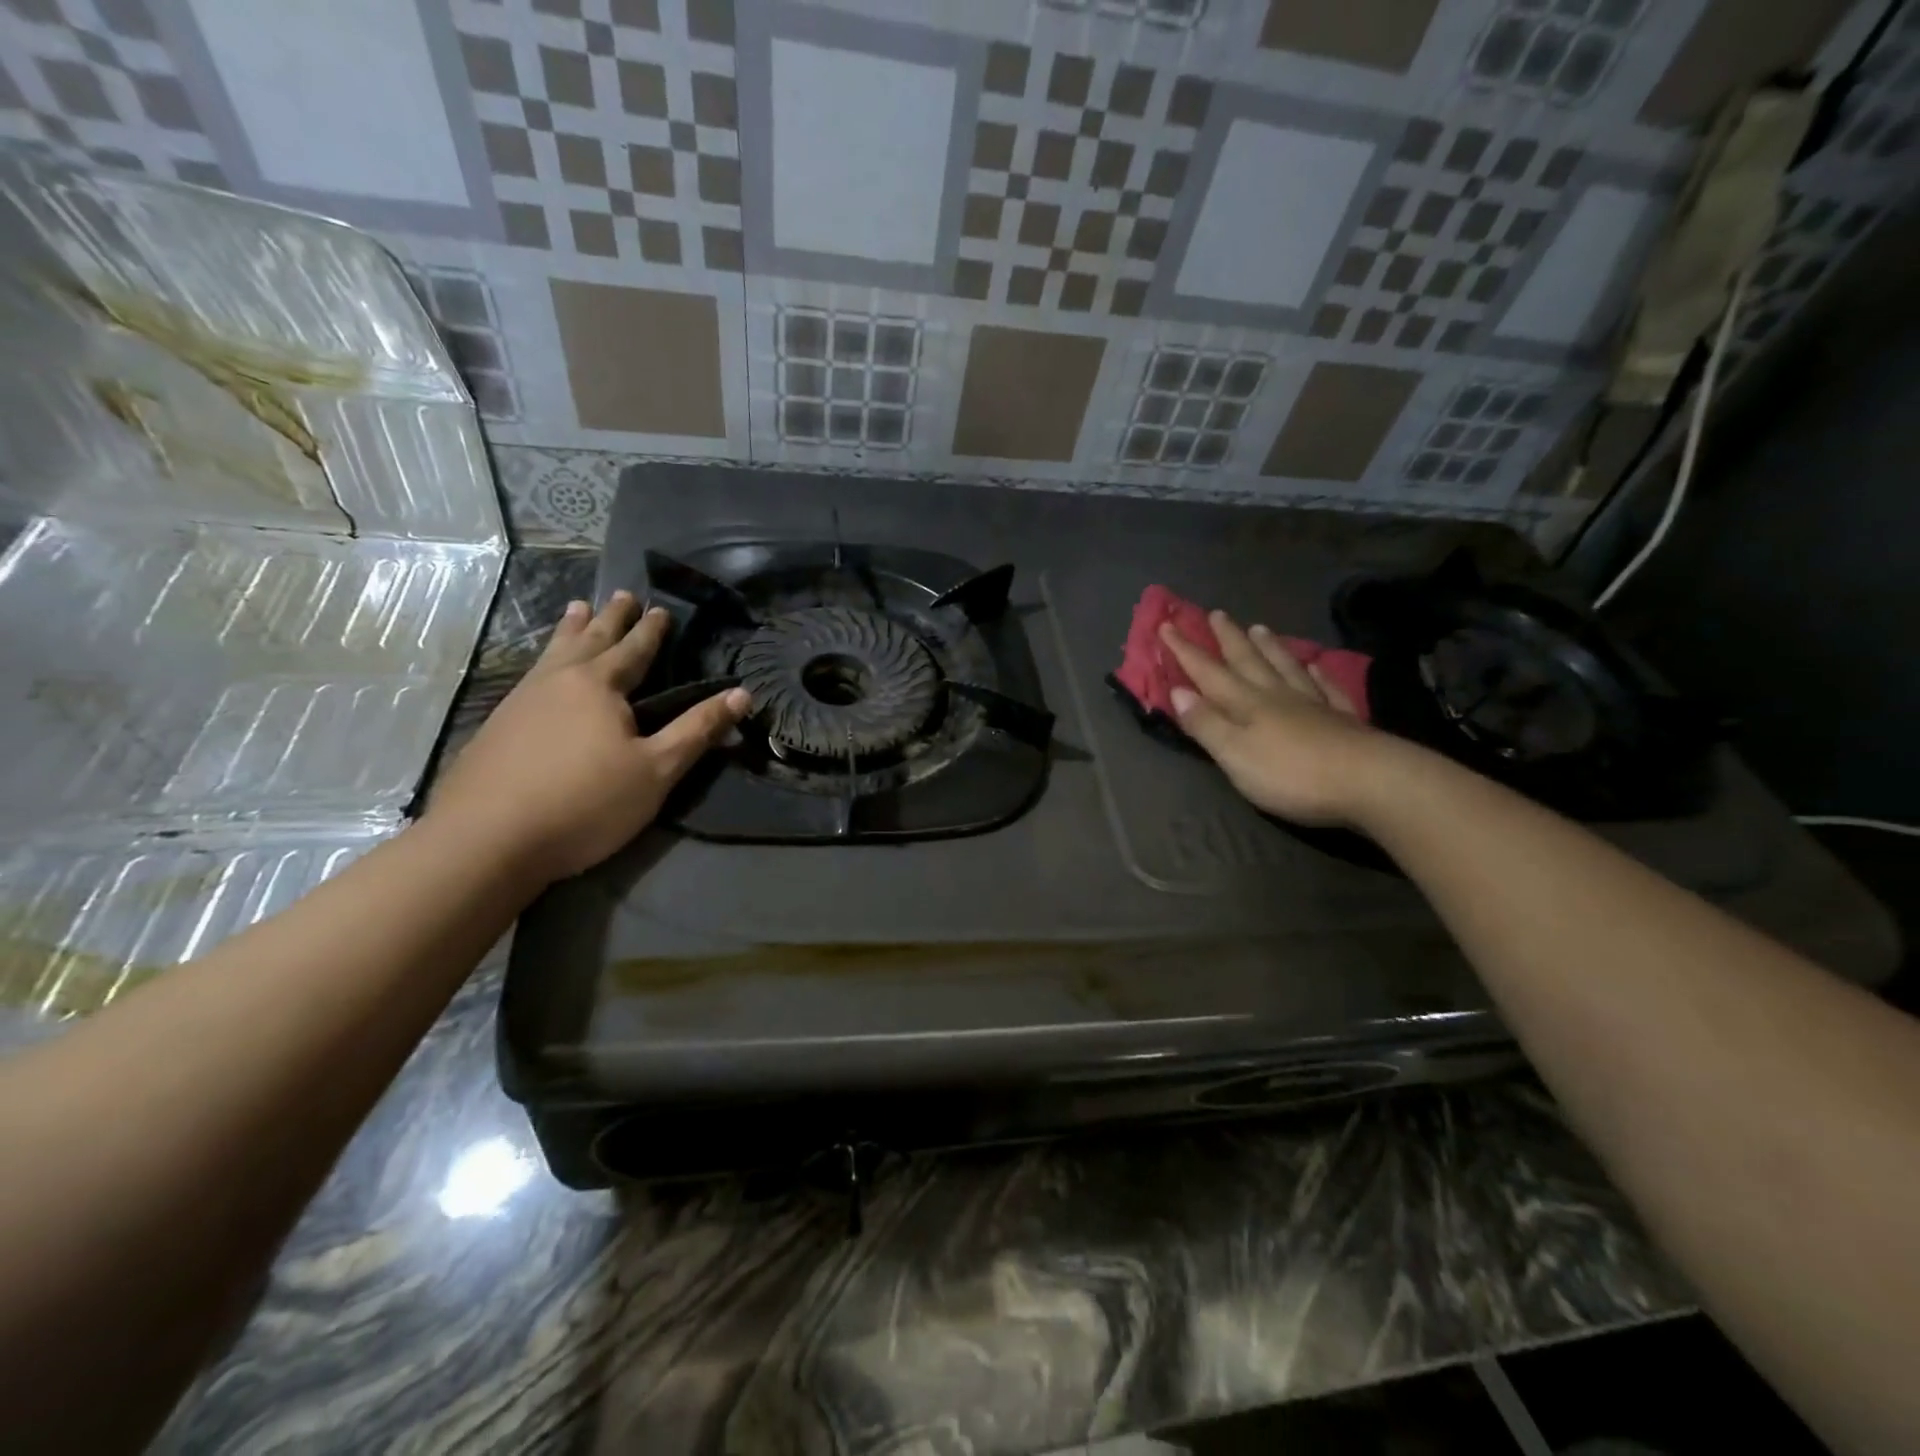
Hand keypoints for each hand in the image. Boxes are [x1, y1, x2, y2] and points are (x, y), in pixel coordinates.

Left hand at [427, 592, 749, 882]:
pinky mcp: (496, 726)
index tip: (660, 608)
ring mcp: (521, 701)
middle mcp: (558, 681)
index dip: (650, 631)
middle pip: (590, 640)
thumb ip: (698, 730)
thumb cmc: (586, 802)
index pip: (633, 650)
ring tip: (577, 609)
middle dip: (610, 618)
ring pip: (553, 653)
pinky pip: (530, 675)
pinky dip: (545, 659)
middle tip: (621, 594)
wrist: (487, 839)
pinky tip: (540, 670)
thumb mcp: (656, 770)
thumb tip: (742, 694)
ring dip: (570, 630)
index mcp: (599, 686)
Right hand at [1159, 611, 1387, 827]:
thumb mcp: (1235, 754)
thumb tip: (1178, 691)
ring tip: (1260, 628)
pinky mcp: (1344, 720)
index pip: (1208, 672)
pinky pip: (1327, 688)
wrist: (1370, 782)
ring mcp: (1314, 705)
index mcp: (1246, 704)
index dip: (1186, 650)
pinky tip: (1315, 665)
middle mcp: (1277, 695)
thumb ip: (1206, 723)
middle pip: (1248, 661)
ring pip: (1285, 667)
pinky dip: (1318, 674)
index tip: (1167, 624)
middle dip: (1228, 638)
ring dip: (1270, 648)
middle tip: (1216, 614)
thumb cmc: (1291, 774)